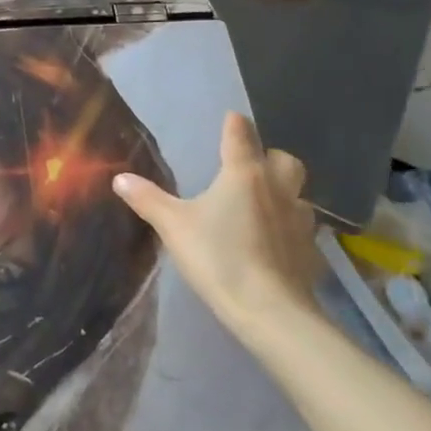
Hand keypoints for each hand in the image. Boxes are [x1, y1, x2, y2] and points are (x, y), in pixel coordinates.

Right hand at [112, 112, 323, 344]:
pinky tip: (274, 245)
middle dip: (270, 157)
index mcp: (243, 174)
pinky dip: (290, 230)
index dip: (233, 124)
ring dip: (284, 194)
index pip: (241, 134)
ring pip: (299, 194)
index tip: (229, 119)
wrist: (270, 311)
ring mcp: (299, 221)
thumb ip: (148, 199)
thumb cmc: (219, 257)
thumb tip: (120, 178)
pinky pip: (303, 230)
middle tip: (249, 168)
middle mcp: (277, 188)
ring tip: (262, 207)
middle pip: (284, 159)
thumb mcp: (173, 226)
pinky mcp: (311, 252)